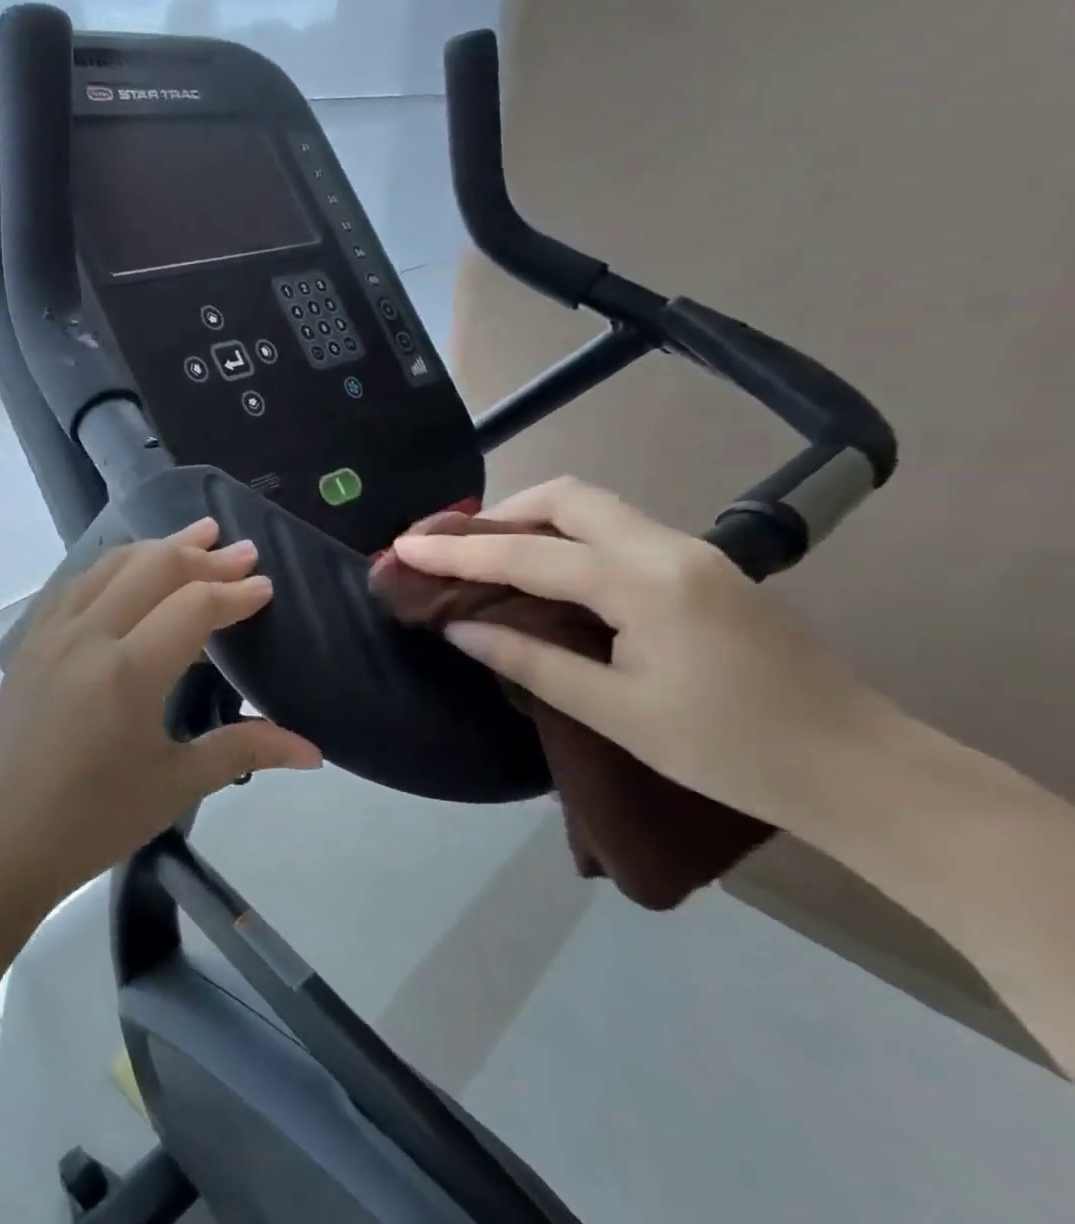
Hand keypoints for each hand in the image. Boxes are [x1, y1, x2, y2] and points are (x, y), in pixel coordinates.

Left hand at [0, 519, 321, 901]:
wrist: (1, 839)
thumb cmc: (94, 819)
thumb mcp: (176, 784)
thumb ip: (244, 750)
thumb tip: (313, 751)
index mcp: (127, 671)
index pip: (194, 606)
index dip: (234, 593)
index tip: (265, 586)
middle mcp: (88, 635)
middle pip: (153, 568)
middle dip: (203, 555)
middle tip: (241, 549)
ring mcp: (52, 631)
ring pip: (111, 565)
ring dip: (158, 547)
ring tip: (195, 536)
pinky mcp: (30, 639)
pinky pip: (77, 582)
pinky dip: (115, 565)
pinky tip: (130, 569)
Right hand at [392, 478, 898, 825]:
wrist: (864, 772)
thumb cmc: (733, 751)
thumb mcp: (617, 713)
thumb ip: (530, 661)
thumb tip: (458, 627)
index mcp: (646, 583)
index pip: (530, 552)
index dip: (458, 550)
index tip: (403, 547)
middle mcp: (669, 548)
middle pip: (567, 496)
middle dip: (500, 513)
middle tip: (454, 549)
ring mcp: (692, 553)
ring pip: (594, 508)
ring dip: (532, 521)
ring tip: (488, 557)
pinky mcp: (702, 569)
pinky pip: (615, 531)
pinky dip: (565, 538)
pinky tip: (546, 574)